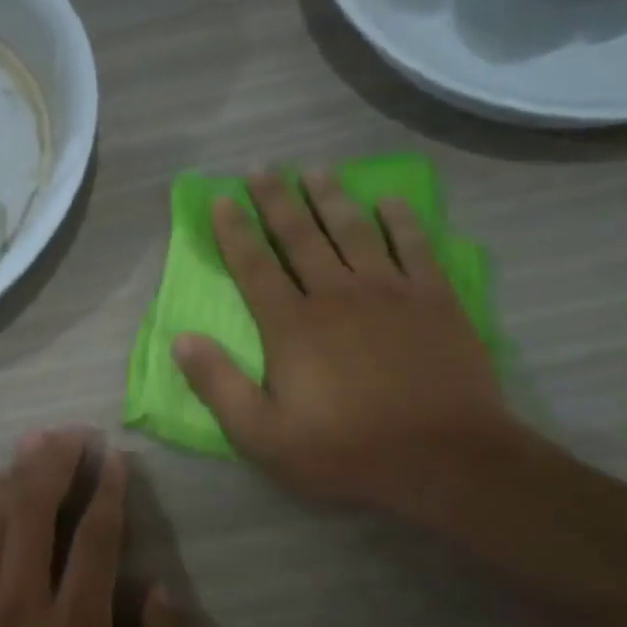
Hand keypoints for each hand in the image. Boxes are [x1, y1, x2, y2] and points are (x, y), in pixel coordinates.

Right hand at [173, 170, 513, 514]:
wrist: (445, 459)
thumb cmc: (346, 451)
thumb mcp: (263, 436)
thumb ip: (219, 385)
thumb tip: (181, 339)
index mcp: (292, 325)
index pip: (254, 266)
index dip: (234, 231)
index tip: (221, 199)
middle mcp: (336, 294)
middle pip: (299, 236)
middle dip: (276, 200)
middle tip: (262, 168)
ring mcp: (390, 291)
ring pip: (353, 230)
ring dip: (331, 197)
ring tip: (315, 170)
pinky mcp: (434, 299)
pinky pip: (414, 246)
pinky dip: (401, 219)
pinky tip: (391, 200)